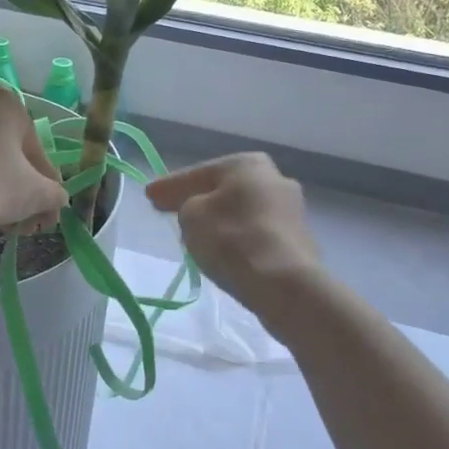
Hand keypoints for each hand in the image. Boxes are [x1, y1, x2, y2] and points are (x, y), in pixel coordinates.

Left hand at [0, 85, 67, 238]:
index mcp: (6, 101)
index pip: (34, 147)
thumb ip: (55, 193)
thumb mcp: (38, 193)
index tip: (45, 207)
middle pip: (5, 149)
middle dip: (17, 184)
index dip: (44, 181)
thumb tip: (57, 199)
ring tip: (1, 221)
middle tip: (24, 218)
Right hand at [146, 154, 323, 332]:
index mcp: (247, 164)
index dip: (170, 186)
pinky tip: (225, 252)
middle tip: (171, 211)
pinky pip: (256, 234)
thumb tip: (195, 209)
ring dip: (220, 221)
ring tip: (197, 235)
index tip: (149, 196)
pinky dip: (239, 239)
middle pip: (224, 190)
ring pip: (242, 212)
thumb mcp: (191, 216)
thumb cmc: (232, 239)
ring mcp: (291, 210)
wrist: (285, 284)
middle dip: (199, 200)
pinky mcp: (298, 240)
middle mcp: (274, 178)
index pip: (197, 173)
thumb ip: (186, 206)